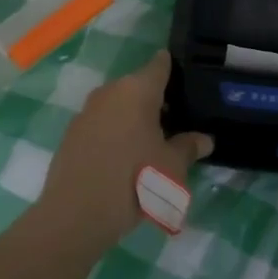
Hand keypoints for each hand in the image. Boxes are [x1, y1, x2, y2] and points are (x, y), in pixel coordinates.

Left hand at [37, 51, 212, 249]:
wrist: (77, 213)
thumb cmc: (136, 180)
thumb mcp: (172, 167)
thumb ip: (189, 147)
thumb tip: (205, 139)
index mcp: (137, 90)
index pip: (160, 65)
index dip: (174, 68)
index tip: (187, 78)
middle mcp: (110, 92)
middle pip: (138, 86)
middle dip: (156, 100)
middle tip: (176, 121)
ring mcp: (86, 112)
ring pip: (118, 106)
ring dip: (133, 118)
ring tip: (152, 142)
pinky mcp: (71, 134)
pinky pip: (101, 124)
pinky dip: (114, 133)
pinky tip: (125, 157)